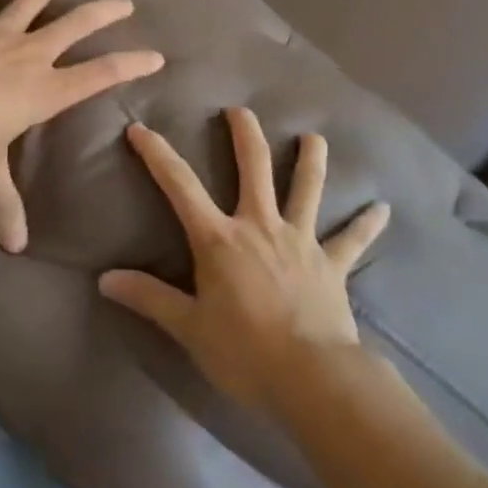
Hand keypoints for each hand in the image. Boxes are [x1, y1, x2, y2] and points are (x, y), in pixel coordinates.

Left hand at [0, 0, 164, 253]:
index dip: (129, 64)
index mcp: (42, 90)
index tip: (155, 55)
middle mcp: (28, 55)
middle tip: (124, 1)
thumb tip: (15, 248)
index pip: (98, 75)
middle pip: (75, 26)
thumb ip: (4, 203)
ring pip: (33, 0)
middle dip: (103, 12)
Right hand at [99, 108, 388, 413]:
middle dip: (244, 135)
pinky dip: (367, 224)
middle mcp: (260, 225)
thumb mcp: (188, 327)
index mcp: (220, 239)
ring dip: (311, 160)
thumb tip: (104, 280)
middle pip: (253, 167)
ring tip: (314, 137)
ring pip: (307, 187)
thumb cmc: (244, 351)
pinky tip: (382, 209)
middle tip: (239, 110)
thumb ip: (149, 298)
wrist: (310, 376)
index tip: (140, 128)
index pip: (180, 186)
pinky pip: (352, 239)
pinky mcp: (332, 263)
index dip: (157, 155)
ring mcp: (301, 240)